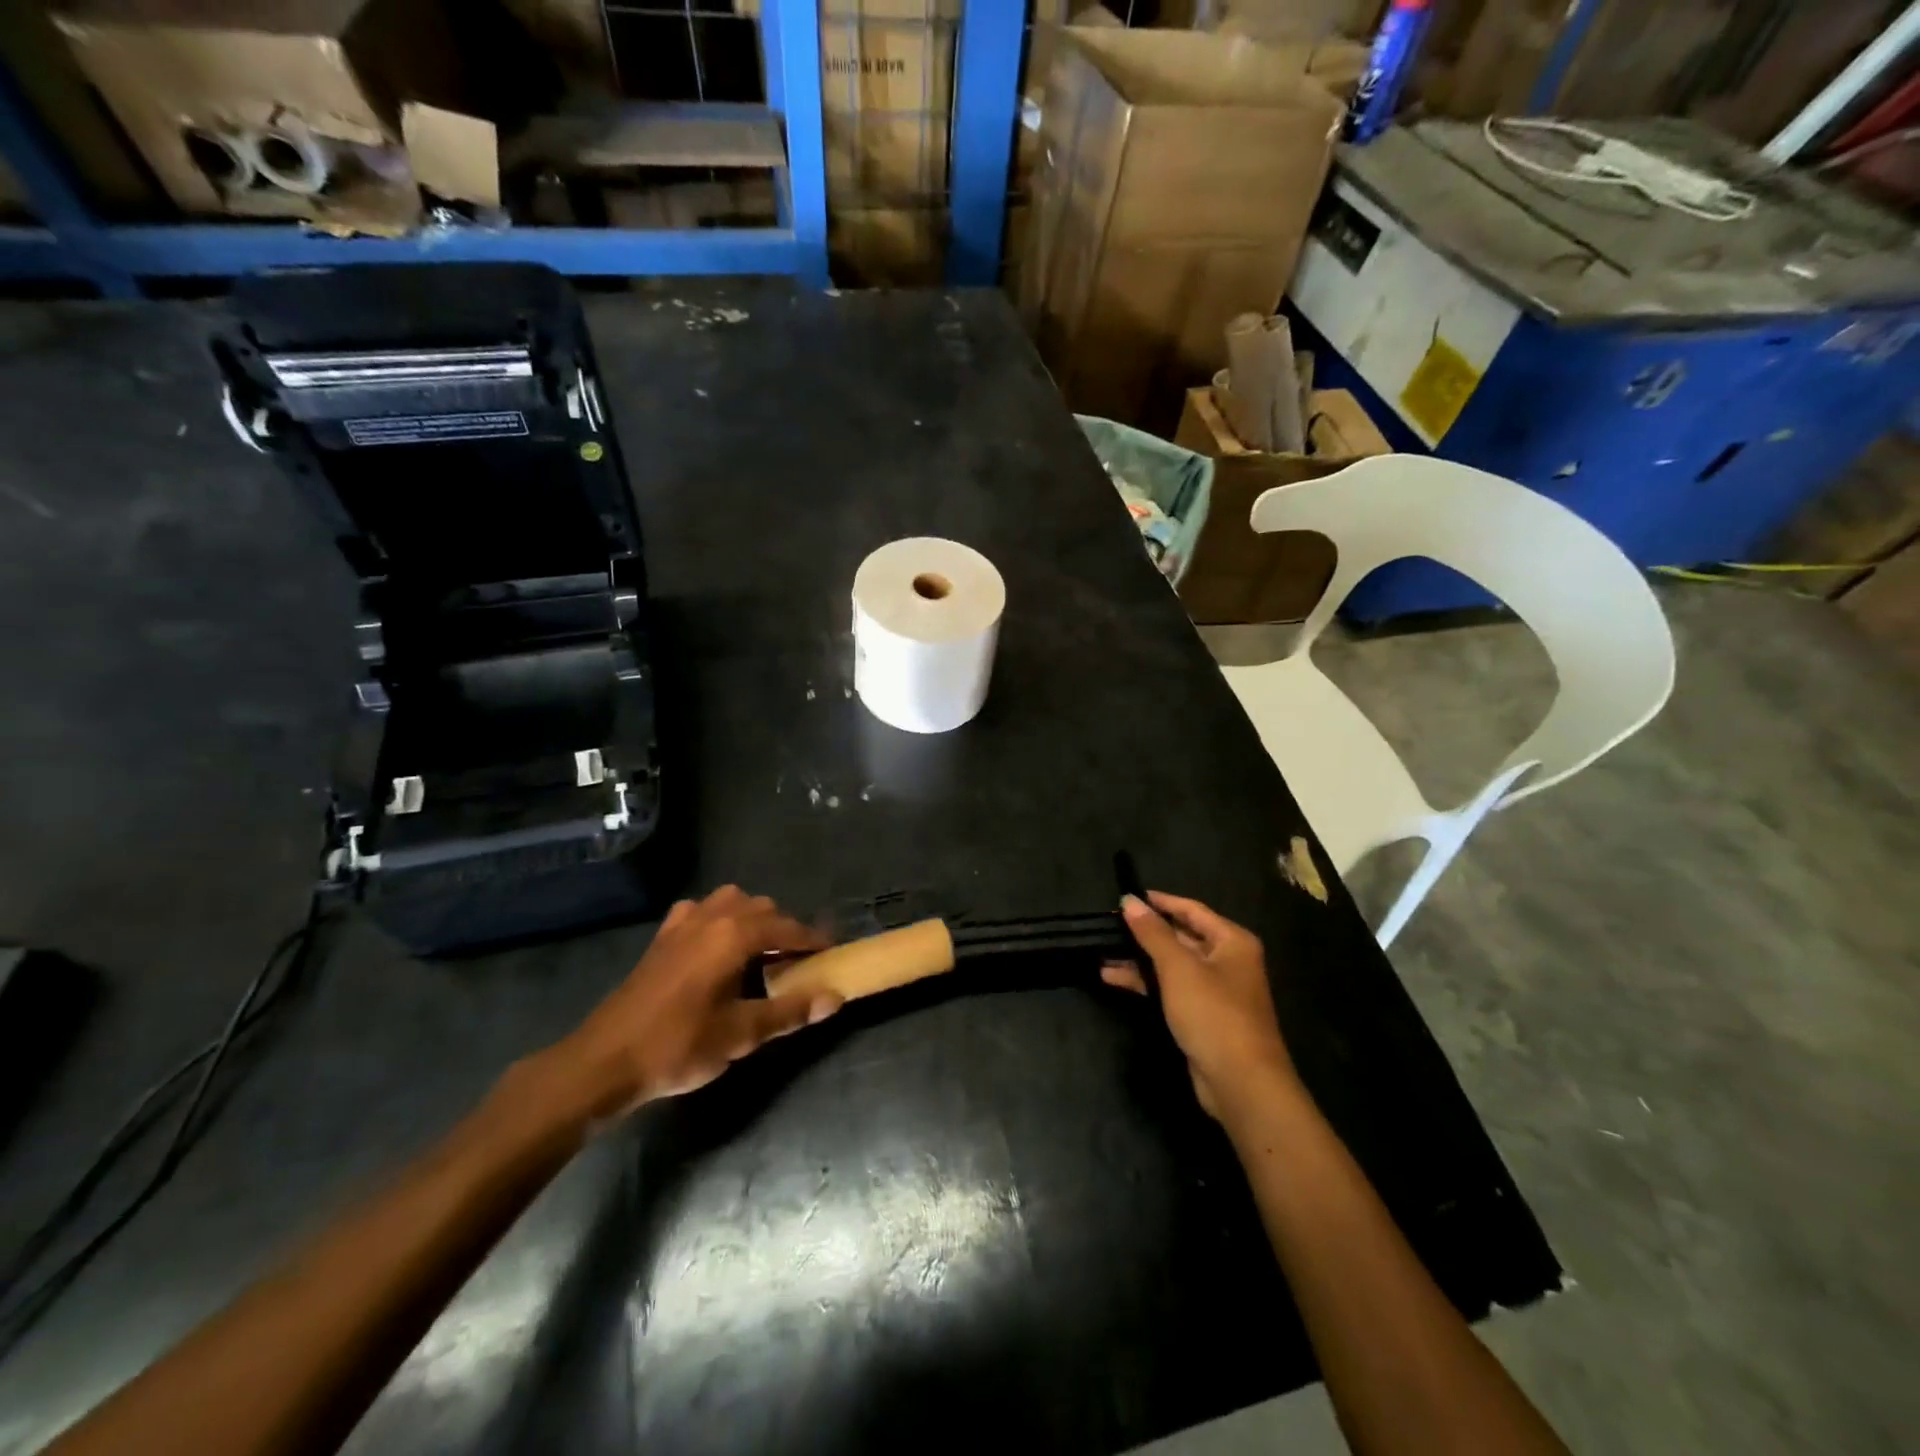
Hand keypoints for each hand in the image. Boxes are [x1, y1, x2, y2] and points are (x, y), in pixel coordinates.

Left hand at [550, 885, 841, 1115]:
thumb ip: (791, 1011)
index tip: (831, 954)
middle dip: (785, 930)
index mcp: (735, 934)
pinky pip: (700, 911)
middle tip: (797, 962)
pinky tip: (715, 946)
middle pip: (762, 908)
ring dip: (752, 919)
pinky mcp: (662, 938)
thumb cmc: (678, 1045)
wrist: (604, 1061)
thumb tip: (836, 997)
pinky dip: (718, 919)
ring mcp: (682, 923)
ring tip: (760, 952)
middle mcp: (712, 917)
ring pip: (731, 901)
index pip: (788, 929)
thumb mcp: (742, 1034)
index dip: (813, 941)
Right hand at [1104, 892, 1296, 1120]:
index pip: (1191, 909)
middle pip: (1180, 937)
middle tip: (1108, 925)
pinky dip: (1145, 983)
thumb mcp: (1178, 968)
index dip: (1159, 901)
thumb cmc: (1213, 1013)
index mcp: (1231, 941)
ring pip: (1171, 965)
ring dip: (1139, 960)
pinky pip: (1170, 989)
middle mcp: (1227, 961)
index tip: (1126, 897)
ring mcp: (1215, 990)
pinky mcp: (1202, 1016)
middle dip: (1144, 933)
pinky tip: (1113, 979)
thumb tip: (1129, 900)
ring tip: (1102, 953)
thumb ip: (1152, 932)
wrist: (1241, 1083)